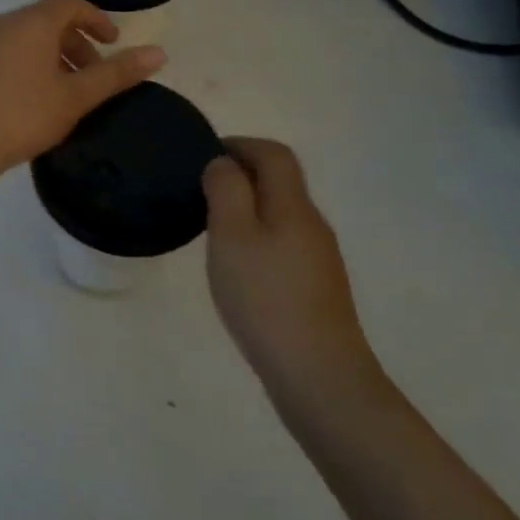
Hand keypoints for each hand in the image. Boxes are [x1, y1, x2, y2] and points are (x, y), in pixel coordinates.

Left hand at [0, 0, 164, 181]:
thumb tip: (160, 53)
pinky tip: (34, 98)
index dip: (97, 19)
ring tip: (68, 91)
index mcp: (31, 22)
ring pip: (27, 38)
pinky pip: (7, 52)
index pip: (70, 3)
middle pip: (48, 20)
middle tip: (94, 75)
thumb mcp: (76, 96)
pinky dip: (30, 64)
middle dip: (77, 42)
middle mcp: (4, 23)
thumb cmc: (23, 115)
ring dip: (54, 56)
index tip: (113, 43)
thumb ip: (117, 73)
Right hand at [203, 139, 382, 405]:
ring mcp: (318, 259)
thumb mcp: (232, 235)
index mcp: (293, 206)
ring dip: (248, 207)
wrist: (318, 374)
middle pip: (281, 182)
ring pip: (281, 214)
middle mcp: (312, 225)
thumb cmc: (265, 297)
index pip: (274, 154)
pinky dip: (257, 238)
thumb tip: (224, 163)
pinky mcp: (315, 288)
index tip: (204, 155)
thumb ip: (226, 190)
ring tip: (211, 227)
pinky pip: (283, 244)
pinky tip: (237, 268)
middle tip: (200, 191)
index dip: (240, 144)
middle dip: (242, 175)